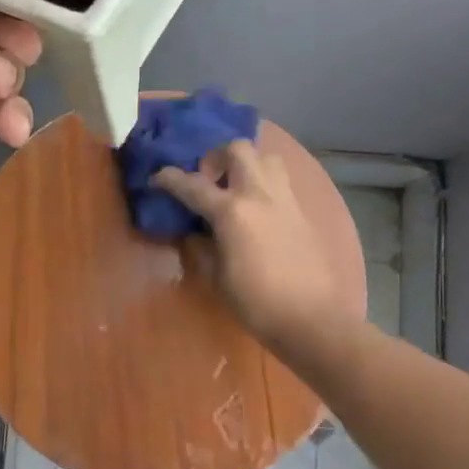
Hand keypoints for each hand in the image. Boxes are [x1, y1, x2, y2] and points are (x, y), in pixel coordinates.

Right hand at [153, 141, 347, 350]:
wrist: (311, 318)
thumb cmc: (257, 303)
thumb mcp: (218, 277)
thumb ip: (203, 248)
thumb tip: (196, 233)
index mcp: (232, 212)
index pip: (193, 185)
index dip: (169, 179)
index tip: (156, 178)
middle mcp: (259, 194)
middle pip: (237, 149)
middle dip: (215, 157)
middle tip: (207, 181)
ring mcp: (285, 199)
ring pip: (266, 157)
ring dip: (246, 164)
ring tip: (236, 188)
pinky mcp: (302, 211)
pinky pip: (281, 181)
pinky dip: (264, 183)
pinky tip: (257, 210)